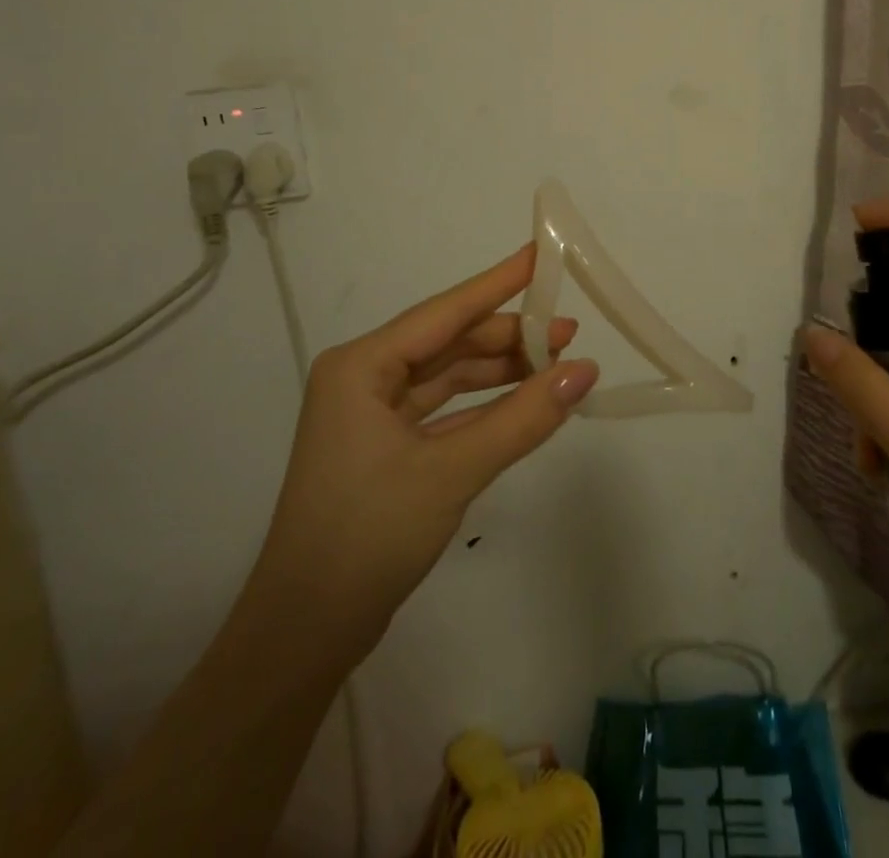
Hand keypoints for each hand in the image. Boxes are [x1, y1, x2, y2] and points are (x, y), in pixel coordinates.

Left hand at [250, 244, 597, 659]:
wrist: (304, 635)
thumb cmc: (367, 535)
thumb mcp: (452, 470)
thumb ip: (522, 418)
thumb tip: (584, 371)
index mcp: (361, 366)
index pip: (445, 311)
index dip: (498, 282)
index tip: (540, 254)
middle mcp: (364, 379)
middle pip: (449, 343)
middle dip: (508, 337)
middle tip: (568, 333)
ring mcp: (374, 416)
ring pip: (449, 378)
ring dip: (500, 373)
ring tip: (557, 365)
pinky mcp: (387, 449)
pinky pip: (446, 412)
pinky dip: (485, 407)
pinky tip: (526, 403)